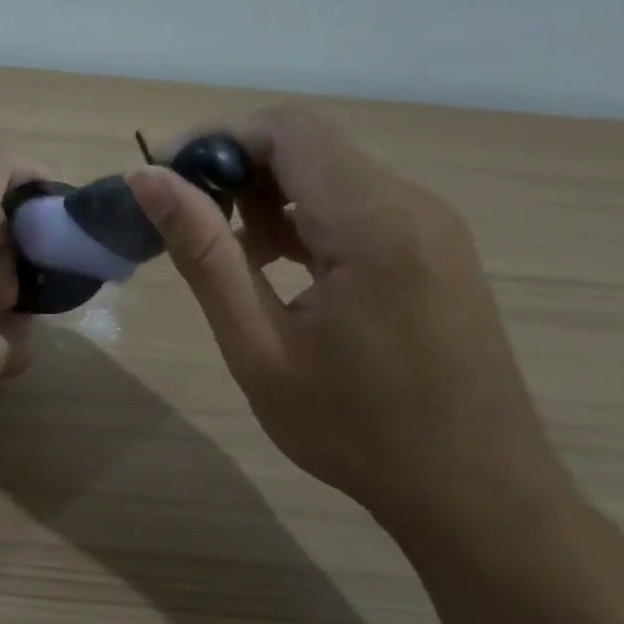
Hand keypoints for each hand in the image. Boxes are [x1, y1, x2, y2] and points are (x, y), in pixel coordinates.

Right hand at [129, 107, 563, 538]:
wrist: (475, 493)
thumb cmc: (354, 429)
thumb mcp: (258, 346)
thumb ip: (204, 254)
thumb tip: (147, 178)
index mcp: (373, 224)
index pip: (287, 130)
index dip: (214, 138)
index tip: (160, 179)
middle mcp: (412, 206)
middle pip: (308, 145)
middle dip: (234, 168)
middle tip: (184, 225)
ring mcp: (431, 227)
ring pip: (329, 173)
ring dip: (265, 196)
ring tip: (227, 256)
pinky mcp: (434, 249)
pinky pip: (355, 204)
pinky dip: (301, 217)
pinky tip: (277, 267)